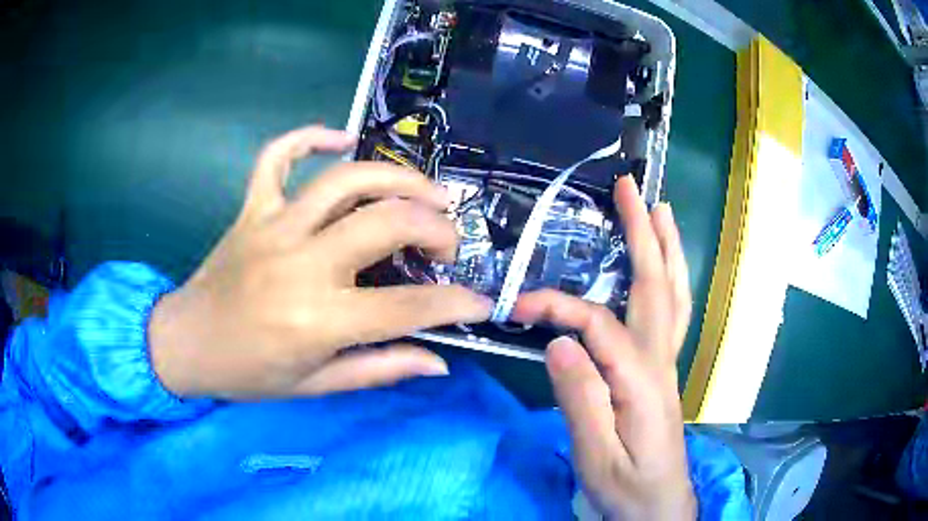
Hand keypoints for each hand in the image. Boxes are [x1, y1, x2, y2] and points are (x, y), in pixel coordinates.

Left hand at [149, 126, 491, 398]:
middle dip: (435, 228)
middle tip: (447, 243)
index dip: (456, 303)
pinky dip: (309, 137)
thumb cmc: (249, 374)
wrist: (187, 343)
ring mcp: (273, 226)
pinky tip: (340, 138)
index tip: (482, 302)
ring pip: (347, 180)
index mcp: (319, 320)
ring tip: (427, 190)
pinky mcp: (252, 208)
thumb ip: (379, 370)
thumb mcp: (316, 385)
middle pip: (387, 222)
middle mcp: (301, 264)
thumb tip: (438, 361)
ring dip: (398, 178)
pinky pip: (278, 156)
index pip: (408, 306)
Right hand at [513, 176, 694, 519]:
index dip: (557, 308)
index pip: (596, 324)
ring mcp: (666, 364)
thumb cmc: (626, 487)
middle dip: (644, 233)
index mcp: (641, 380)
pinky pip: (671, 314)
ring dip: (666, 249)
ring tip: (660, 212)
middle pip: (655, 286)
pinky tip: (664, 269)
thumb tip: (561, 341)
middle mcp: (660, 361)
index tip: (518, 308)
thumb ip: (582, 399)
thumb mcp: (597, 455)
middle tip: (632, 191)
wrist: (659, 507)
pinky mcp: (662, 374)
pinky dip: (669, 281)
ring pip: (672, 295)